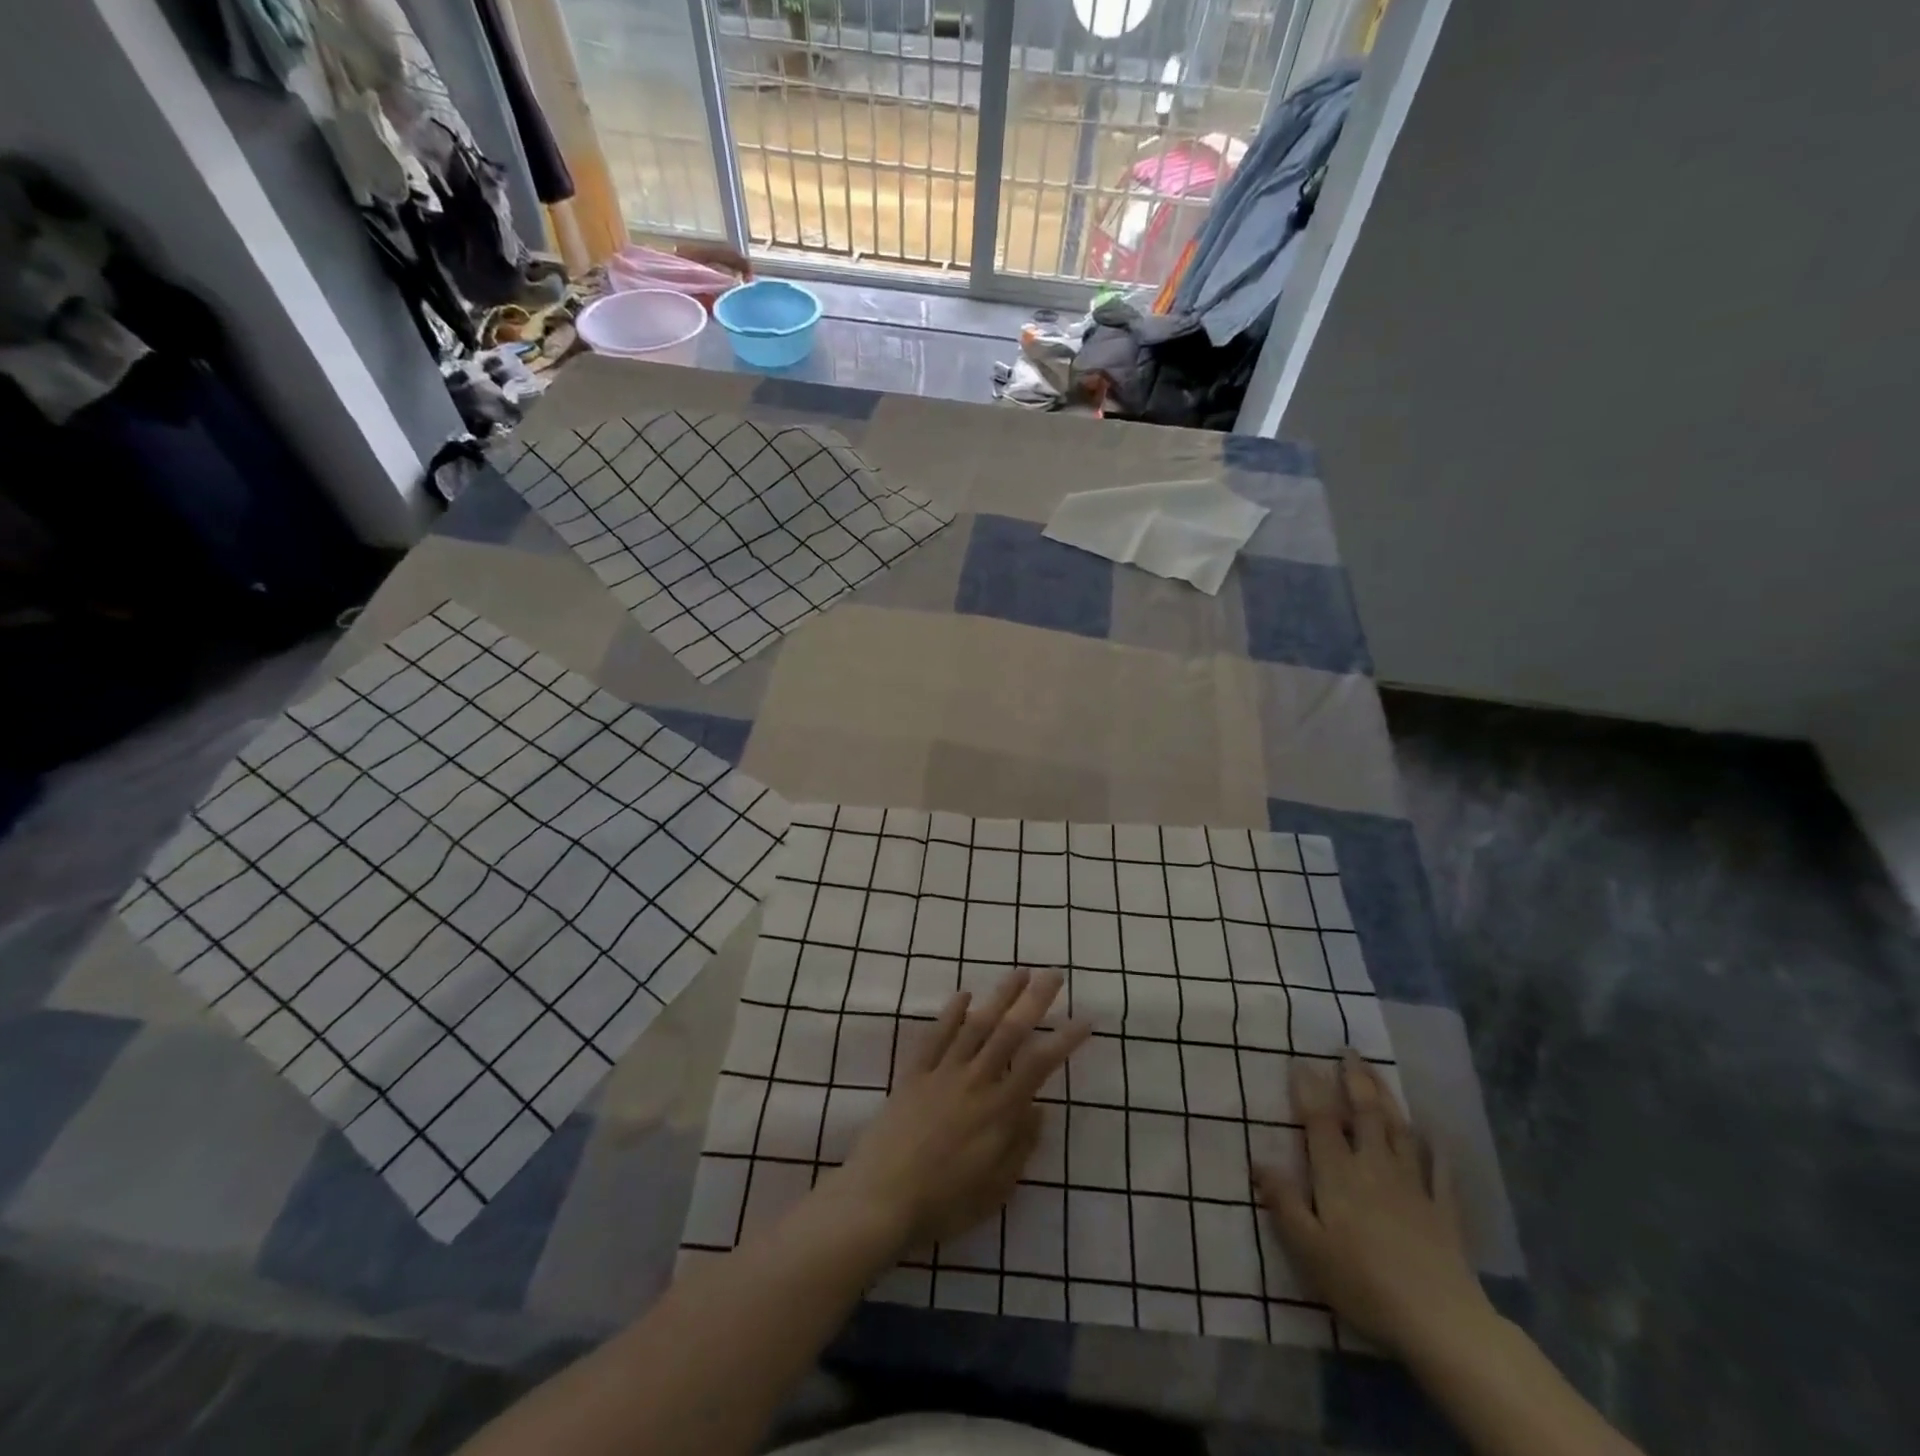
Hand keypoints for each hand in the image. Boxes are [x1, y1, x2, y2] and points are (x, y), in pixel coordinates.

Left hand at [826, 968, 1089, 1252]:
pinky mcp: (913, 1074)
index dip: (1064, 1040)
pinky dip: (950, 1013)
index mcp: (998, 1112)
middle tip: (1054, 975)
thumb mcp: (995, 1190)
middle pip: (1009, 1032)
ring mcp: (941, 1073)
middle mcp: (974, 1082)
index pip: (1039, 1065)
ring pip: (975, 1025)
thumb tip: (1038, 1108)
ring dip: (999, 996)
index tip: (1084, 1018)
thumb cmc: (943, 1205)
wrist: (879, 1201)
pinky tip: (963, 995)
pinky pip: (934, 1036)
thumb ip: (1020, 1146)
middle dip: (1034, 1001)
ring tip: (1019, 973)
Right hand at [1256, 1053, 1492, 1358]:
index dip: (1309, 1088)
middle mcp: (1374, 1167)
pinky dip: (1436, 1147)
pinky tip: (1434, 1133)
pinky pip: (1440, 1170)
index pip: (1320, 1121)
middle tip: (1349, 1050)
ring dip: (1388, 1099)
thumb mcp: (1308, 1248)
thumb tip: (1258, 1160)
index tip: (1301, 1060)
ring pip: (1399, 1131)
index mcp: (1338, 1174)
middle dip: (1355, 1080)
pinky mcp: (1444, 1211)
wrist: (1440, 1321)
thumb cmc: (1363, 1283)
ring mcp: (1413, 1186)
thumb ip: (1283, 1202)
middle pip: (1364, 1114)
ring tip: (1377, 1073)